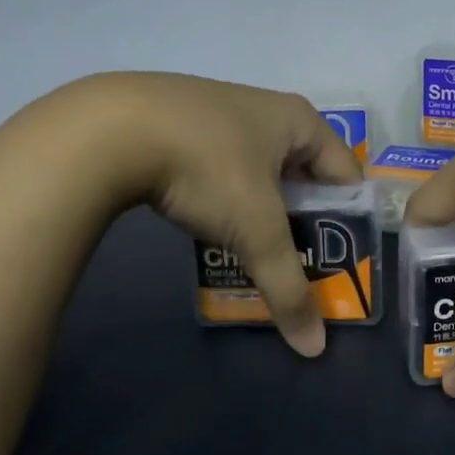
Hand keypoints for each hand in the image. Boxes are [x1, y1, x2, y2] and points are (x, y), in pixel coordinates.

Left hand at [79, 73, 361, 356]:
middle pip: (304, 175)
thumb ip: (288, 287)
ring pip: (259, 172)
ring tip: (253, 249)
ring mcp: (219, 109)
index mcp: (300, 120)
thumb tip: (314, 347)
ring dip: (261, 211)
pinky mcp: (179, 121)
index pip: (346, 175)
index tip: (339, 260)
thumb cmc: (207, 168)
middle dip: (302, 220)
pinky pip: (221, 166)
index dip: (348, 220)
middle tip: (297, 261)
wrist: (107, 130)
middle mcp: (266, 108)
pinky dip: (224, 197)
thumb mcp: (255, 231)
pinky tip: (208, 221)